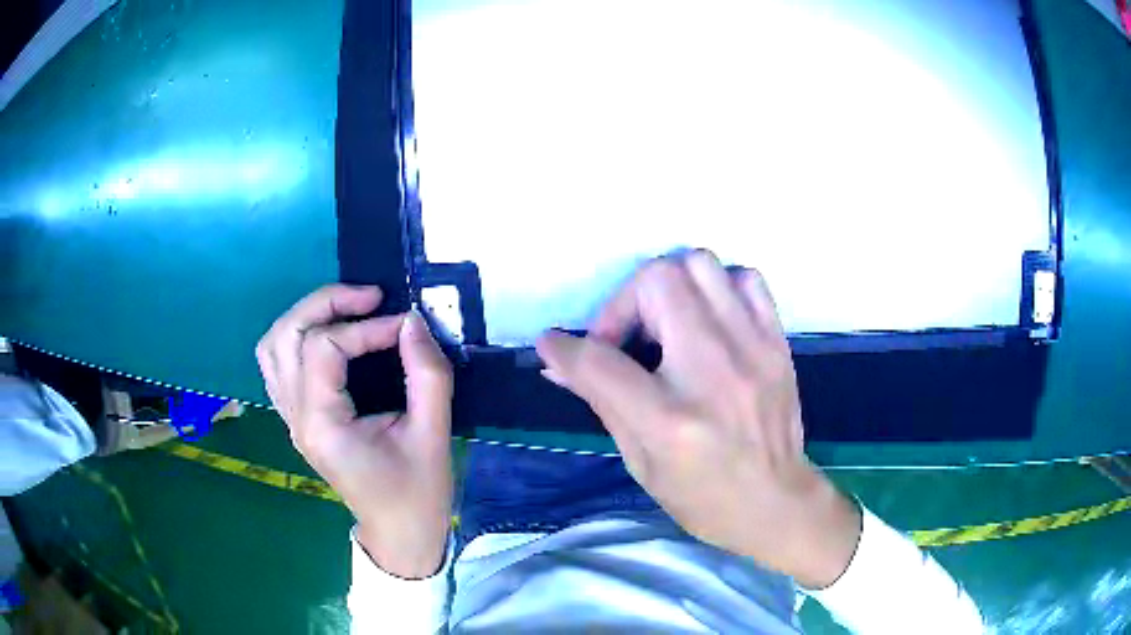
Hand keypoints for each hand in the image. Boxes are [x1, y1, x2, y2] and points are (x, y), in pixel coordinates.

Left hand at [256, 285, 452, 578]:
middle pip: (285, 335)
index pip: (324, 348)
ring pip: (273, 346)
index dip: (365, 327)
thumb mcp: (432, 435)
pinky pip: (279, 364)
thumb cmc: (418, 492)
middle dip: (325, 304)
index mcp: (322, 425)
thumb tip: (413, 321)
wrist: (400, 532)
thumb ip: (426, 374)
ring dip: (306, 317)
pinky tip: (331, 338)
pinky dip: (298, 338)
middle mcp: (295, 417)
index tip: (406, 327)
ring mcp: (290, 418)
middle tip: (369, 298)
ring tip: (347, 310)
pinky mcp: (297, 418)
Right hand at [536, 251, 860, 587]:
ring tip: (665, 325)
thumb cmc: (702, 497)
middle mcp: (712, 372)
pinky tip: (709, 321)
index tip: (553, 344)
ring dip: (669, 287)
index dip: (564, 348)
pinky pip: (744, 280)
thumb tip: (559, 362)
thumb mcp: (640, 461)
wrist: (776, 503)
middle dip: (623, 305)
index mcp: (669, 420)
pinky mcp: (776, 343)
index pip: (599, 361)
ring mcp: (752, 350)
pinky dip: (718, 288)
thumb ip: (601, 400)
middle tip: (624, 340)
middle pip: (655, 282)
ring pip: (699, 264)